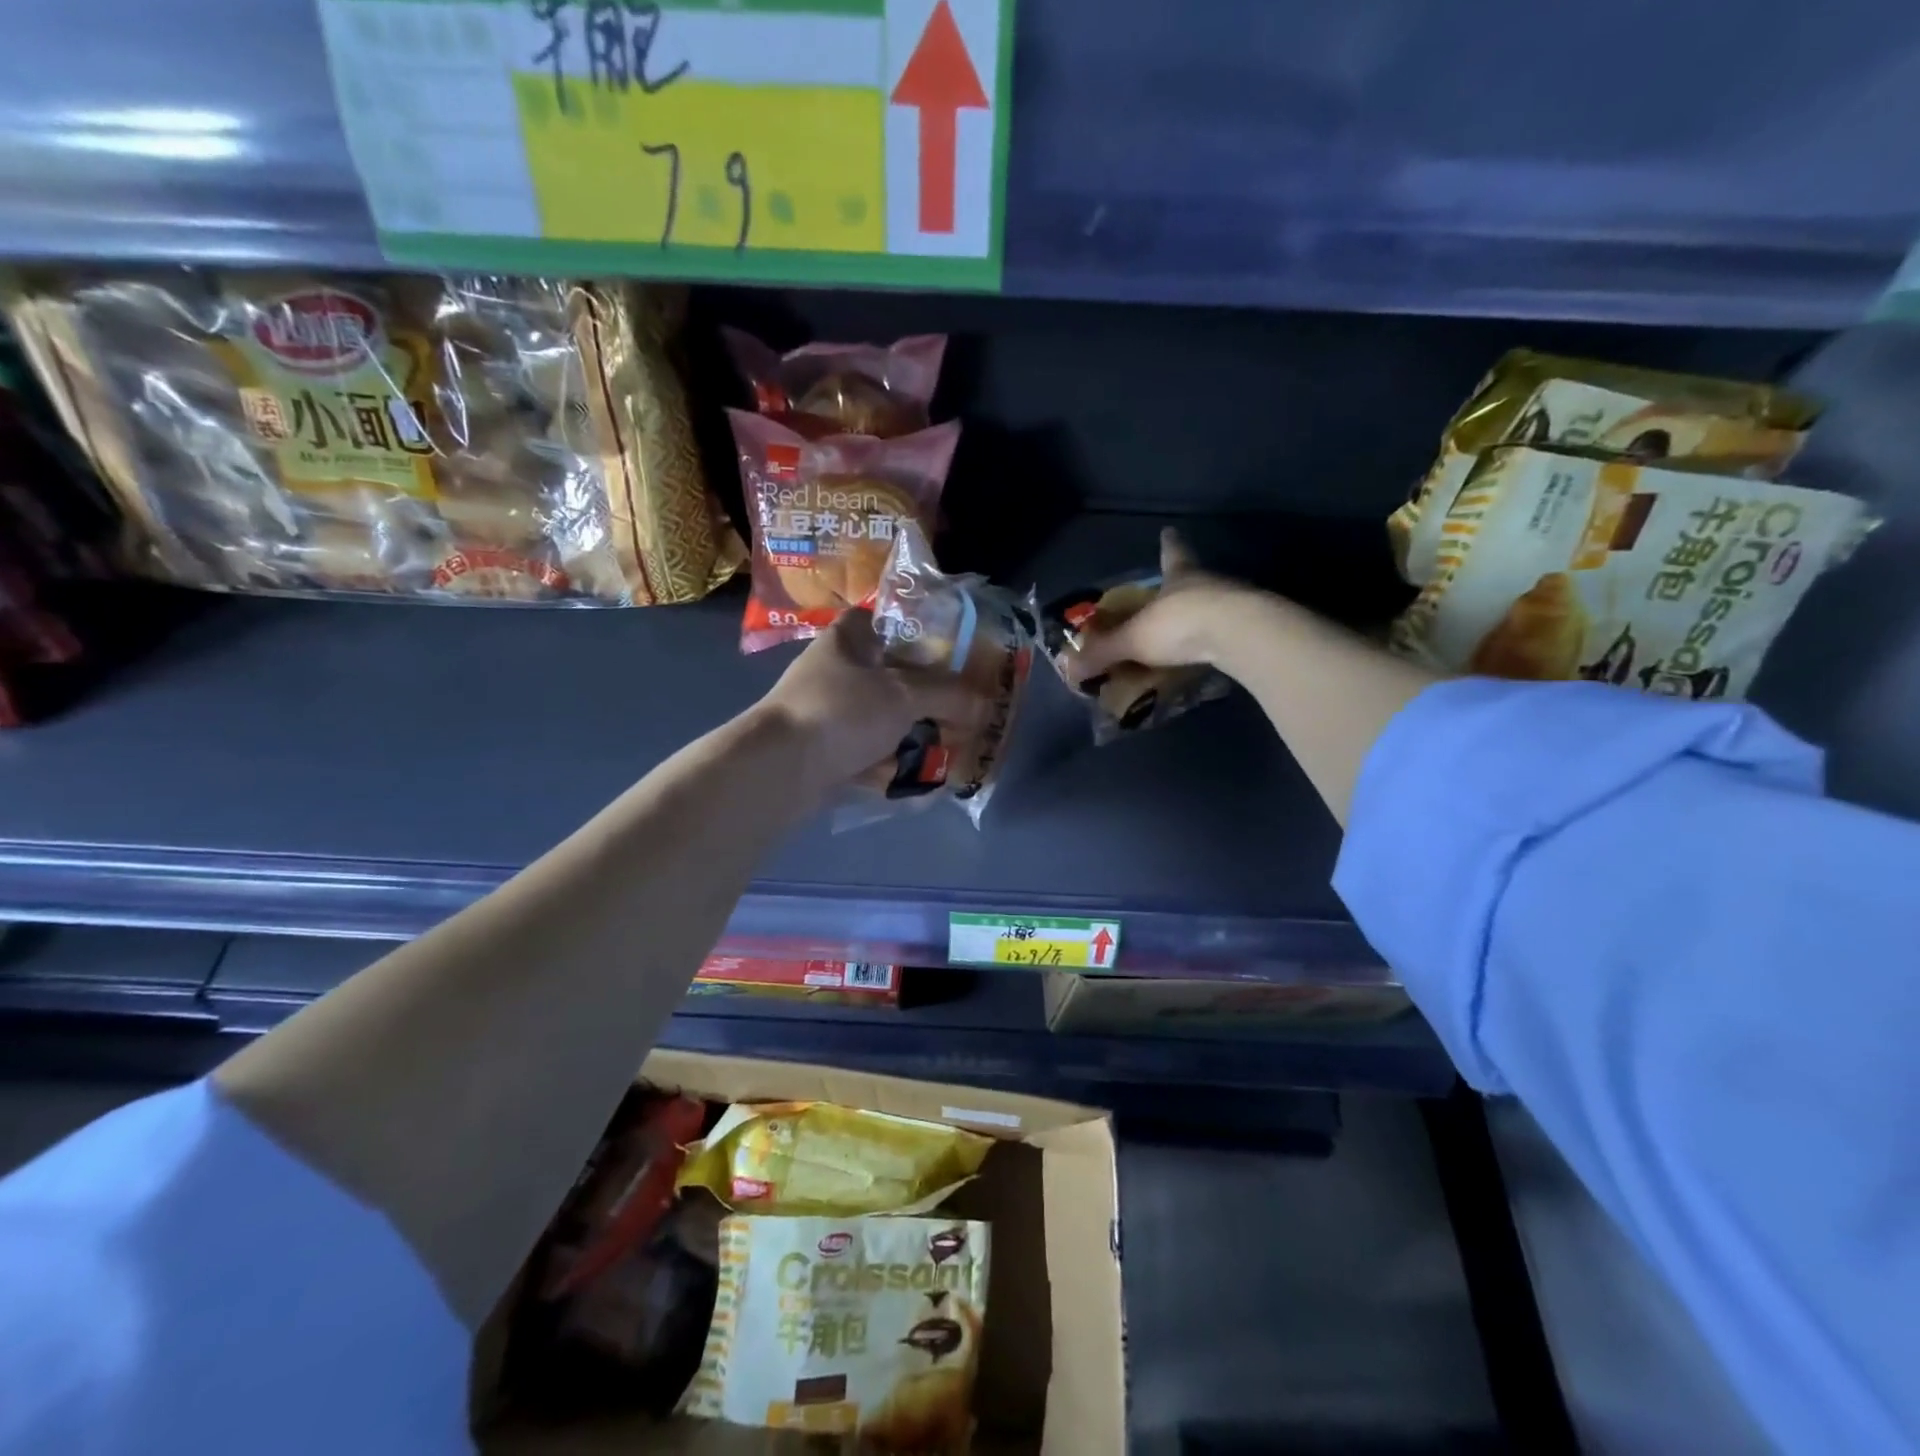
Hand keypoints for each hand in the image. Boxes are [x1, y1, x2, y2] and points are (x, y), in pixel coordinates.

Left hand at [758, 609, 973, 787]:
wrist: (782, 768)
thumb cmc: (843, 711)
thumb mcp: (904, 695)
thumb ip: (947, 695)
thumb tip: (985, 702)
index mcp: (847, 640)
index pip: (882, 620)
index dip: (914, 631)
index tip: (947, 651)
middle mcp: (835, 672)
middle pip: (889, 676)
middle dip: (925, 697)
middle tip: (960, 710)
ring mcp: (828, 714)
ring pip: (881, 719)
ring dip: (911, 735)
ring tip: (948, 748)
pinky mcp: (826, 753)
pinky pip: (869, 755)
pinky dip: (892, 766)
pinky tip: (921, 780)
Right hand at [1068, 529, 1274, 682]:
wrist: (1241, 634)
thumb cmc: (1180, 623)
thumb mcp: (1133, 639)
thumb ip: (1103, 652)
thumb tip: (1069, 667)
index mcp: (1179, 573)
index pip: (1171, 552)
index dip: (1168, 543)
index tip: (1169, 531)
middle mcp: (1209, 581)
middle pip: (1193, 577)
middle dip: (1182, 585)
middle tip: (1169, 596)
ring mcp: (1236, 602)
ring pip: (1214, 603)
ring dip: (1201, 615)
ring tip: (1188, 632)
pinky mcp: (1253, 627)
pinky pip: (1228, 631)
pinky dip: (1216, 640)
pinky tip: (1209, 654)